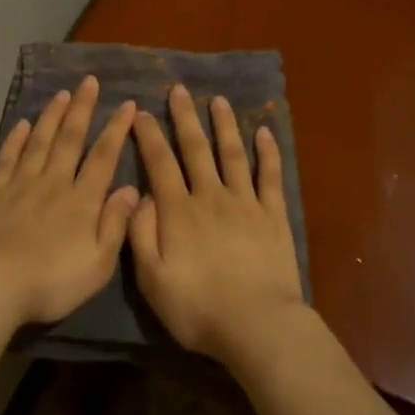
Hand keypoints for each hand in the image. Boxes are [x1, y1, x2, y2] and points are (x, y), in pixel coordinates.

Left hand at [0, 75, 139, 326]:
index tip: (127, 104)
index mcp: (82, 201)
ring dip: (52, 116)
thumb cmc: (51, 282)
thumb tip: (131, 188)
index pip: (104, 156)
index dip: (116, 129)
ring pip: (40, 141)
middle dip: (82, 108)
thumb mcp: (98, 263)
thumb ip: (116, 224)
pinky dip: (16, 139)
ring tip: (61, 94)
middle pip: (70, 139)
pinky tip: (23, 124)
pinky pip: (7, 157)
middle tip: (89, 82)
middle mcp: (54, 183)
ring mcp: (20, 184)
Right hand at [129, 85, 303, 364]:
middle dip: (185, 117)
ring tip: (218, 101)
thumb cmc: (197, 308)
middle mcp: (210, 196)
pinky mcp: (273, 215)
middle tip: (179, 90)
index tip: (141, 113)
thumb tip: (140, 195)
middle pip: (196, 149)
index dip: (149, 136)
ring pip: (232, 154)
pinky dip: (268, 153)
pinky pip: (270, 176)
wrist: (256, 324)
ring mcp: (245, 203)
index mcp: (178, 211)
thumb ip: (141, 233)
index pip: (160, 163)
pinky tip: (264, 132)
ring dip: (224, 125)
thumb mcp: (152, 278)